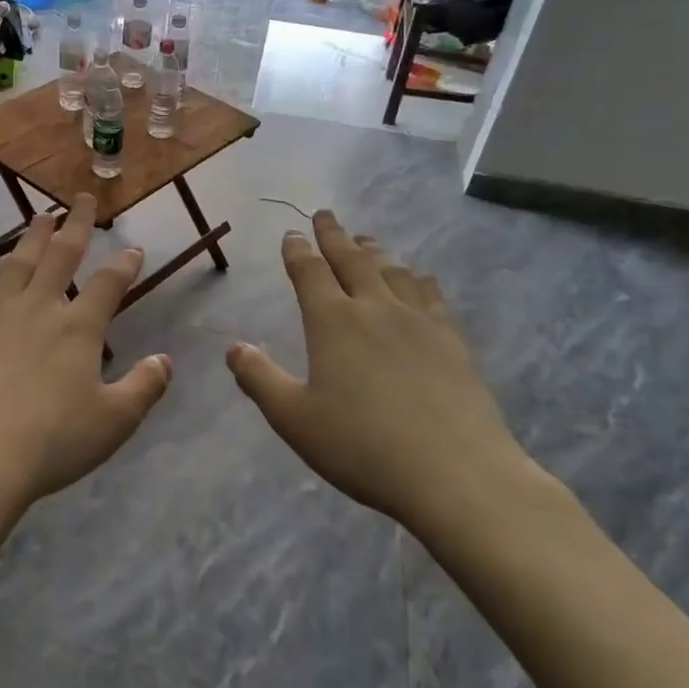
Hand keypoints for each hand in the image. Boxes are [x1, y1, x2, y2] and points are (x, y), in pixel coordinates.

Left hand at [0, 194, 172, 515]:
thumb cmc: (52, 442)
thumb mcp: (114, 421)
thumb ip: (144, 387)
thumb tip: (165, 360)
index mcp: (79, 329)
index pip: (108, 285)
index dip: (124, 265)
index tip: (134, 249)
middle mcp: (38, 311)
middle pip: (60, 257)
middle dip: (75, 226)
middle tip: (81, 199)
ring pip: (16, 266)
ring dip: (29, 238)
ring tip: (39, 215)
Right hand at [226, 211, 540, 530]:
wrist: (454, 472)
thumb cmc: (362, 446)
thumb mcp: (294, 419)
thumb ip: (259, 379)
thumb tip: (234, 347)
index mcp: (332, 322)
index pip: (309, 272)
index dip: (297, 250)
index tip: (291, 235)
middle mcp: (375, 308)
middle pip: (352, 259)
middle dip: (334, 235)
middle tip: (326, 215)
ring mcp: (418, 320)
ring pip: (392, 270)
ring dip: (374, 250)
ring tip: (366, 240)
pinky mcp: (451, 339)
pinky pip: (430, 293)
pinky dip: (417, 277)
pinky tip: (418, 278)